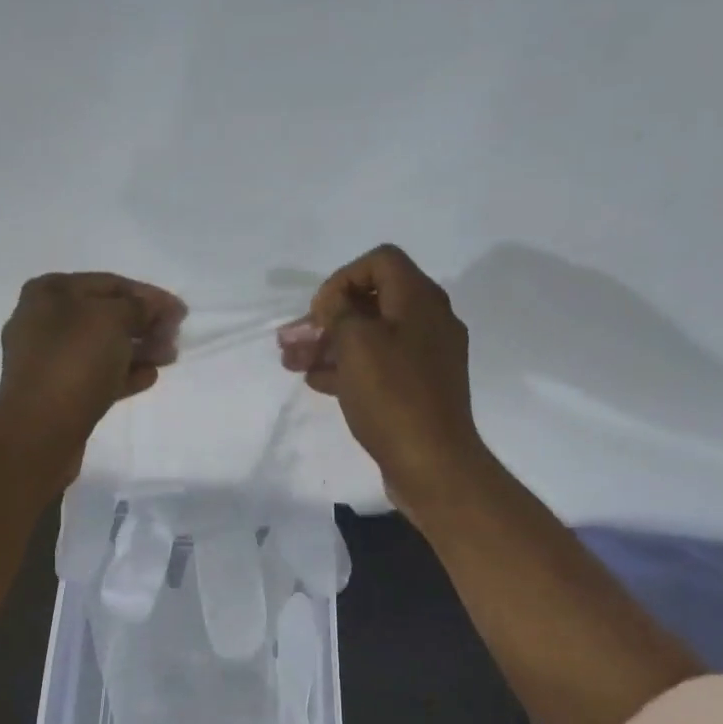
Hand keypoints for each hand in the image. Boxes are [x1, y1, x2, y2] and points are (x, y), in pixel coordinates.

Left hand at [0, 271, 185, 475]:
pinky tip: (149, 377)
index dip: (149, 295)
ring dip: (137, 350)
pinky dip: (123, 374)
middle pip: (105, 316)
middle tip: (175, 337)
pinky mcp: (57, 393)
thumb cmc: (74, 362)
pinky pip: (96, 376)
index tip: (181, 312)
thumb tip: (154, 307)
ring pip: (102, 348)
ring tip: (168, 358)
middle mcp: (44, 321)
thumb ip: (139, 307)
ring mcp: (49, 360)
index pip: (110, 284)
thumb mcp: (112, 320)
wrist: (40, 430)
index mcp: (50, 292)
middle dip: (144, 324)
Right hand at [280, 244, 488, 513]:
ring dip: (330, 346)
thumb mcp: (358, 343)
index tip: (319, 312)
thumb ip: (340, 312)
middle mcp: (428, 321)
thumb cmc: (392, 396)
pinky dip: (348, 369)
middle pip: (371, 303)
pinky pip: (379, 367)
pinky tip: (317, 382)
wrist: (431, 462)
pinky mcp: (418, 389)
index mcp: (420, 300)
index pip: (380, 261)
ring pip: (371, 338)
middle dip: (327, 319)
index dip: (342, 278)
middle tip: (291, 341)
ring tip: (292, 364)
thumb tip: (335, 302)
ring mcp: (425, 358)